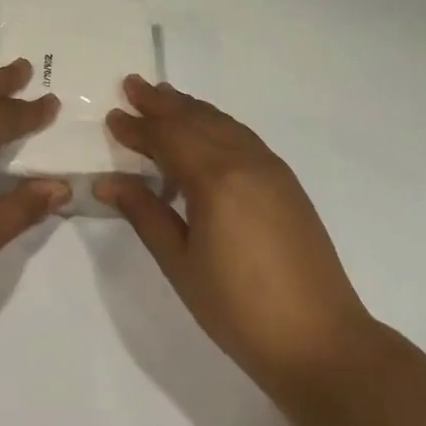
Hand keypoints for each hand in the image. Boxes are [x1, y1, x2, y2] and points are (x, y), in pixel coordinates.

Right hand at [96, 76, 373, 398]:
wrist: (319, 340)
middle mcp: (246, 162)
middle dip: (163, 103)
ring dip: (192, 109)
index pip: (168, 139)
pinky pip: (244, 139)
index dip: (137, 128)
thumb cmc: (237, 307)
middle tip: (133, 85)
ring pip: (225, 124)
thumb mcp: (180, 262)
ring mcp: (273, 170)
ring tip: (165, 98)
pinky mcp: (288, 185)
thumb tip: (107, 181)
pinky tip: (208, 133)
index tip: (112, 115)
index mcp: (215, 180)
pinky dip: (218, 126)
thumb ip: (145, 214)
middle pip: (197, 120)